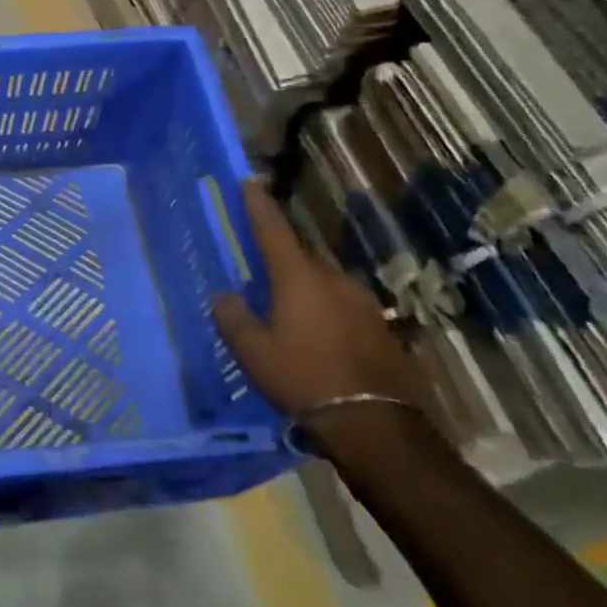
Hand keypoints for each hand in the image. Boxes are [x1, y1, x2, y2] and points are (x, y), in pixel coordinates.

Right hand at [212, 184, 429, 446]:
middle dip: (283, 258)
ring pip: (326, 283)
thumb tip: (224, 295)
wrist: (377, 425)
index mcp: (299, 278)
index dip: (258, 206)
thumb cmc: (304, 378)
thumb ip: (233, 318)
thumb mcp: (253, 352)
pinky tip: (321, 336)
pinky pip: (345, 308)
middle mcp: (334, 280)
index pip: (273, 231)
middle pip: (302, 257)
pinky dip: (328, 312)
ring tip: (291, 310)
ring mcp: (364, 304)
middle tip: (263, 269)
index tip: (249, 181)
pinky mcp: (382, 329)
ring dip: (307, 288)